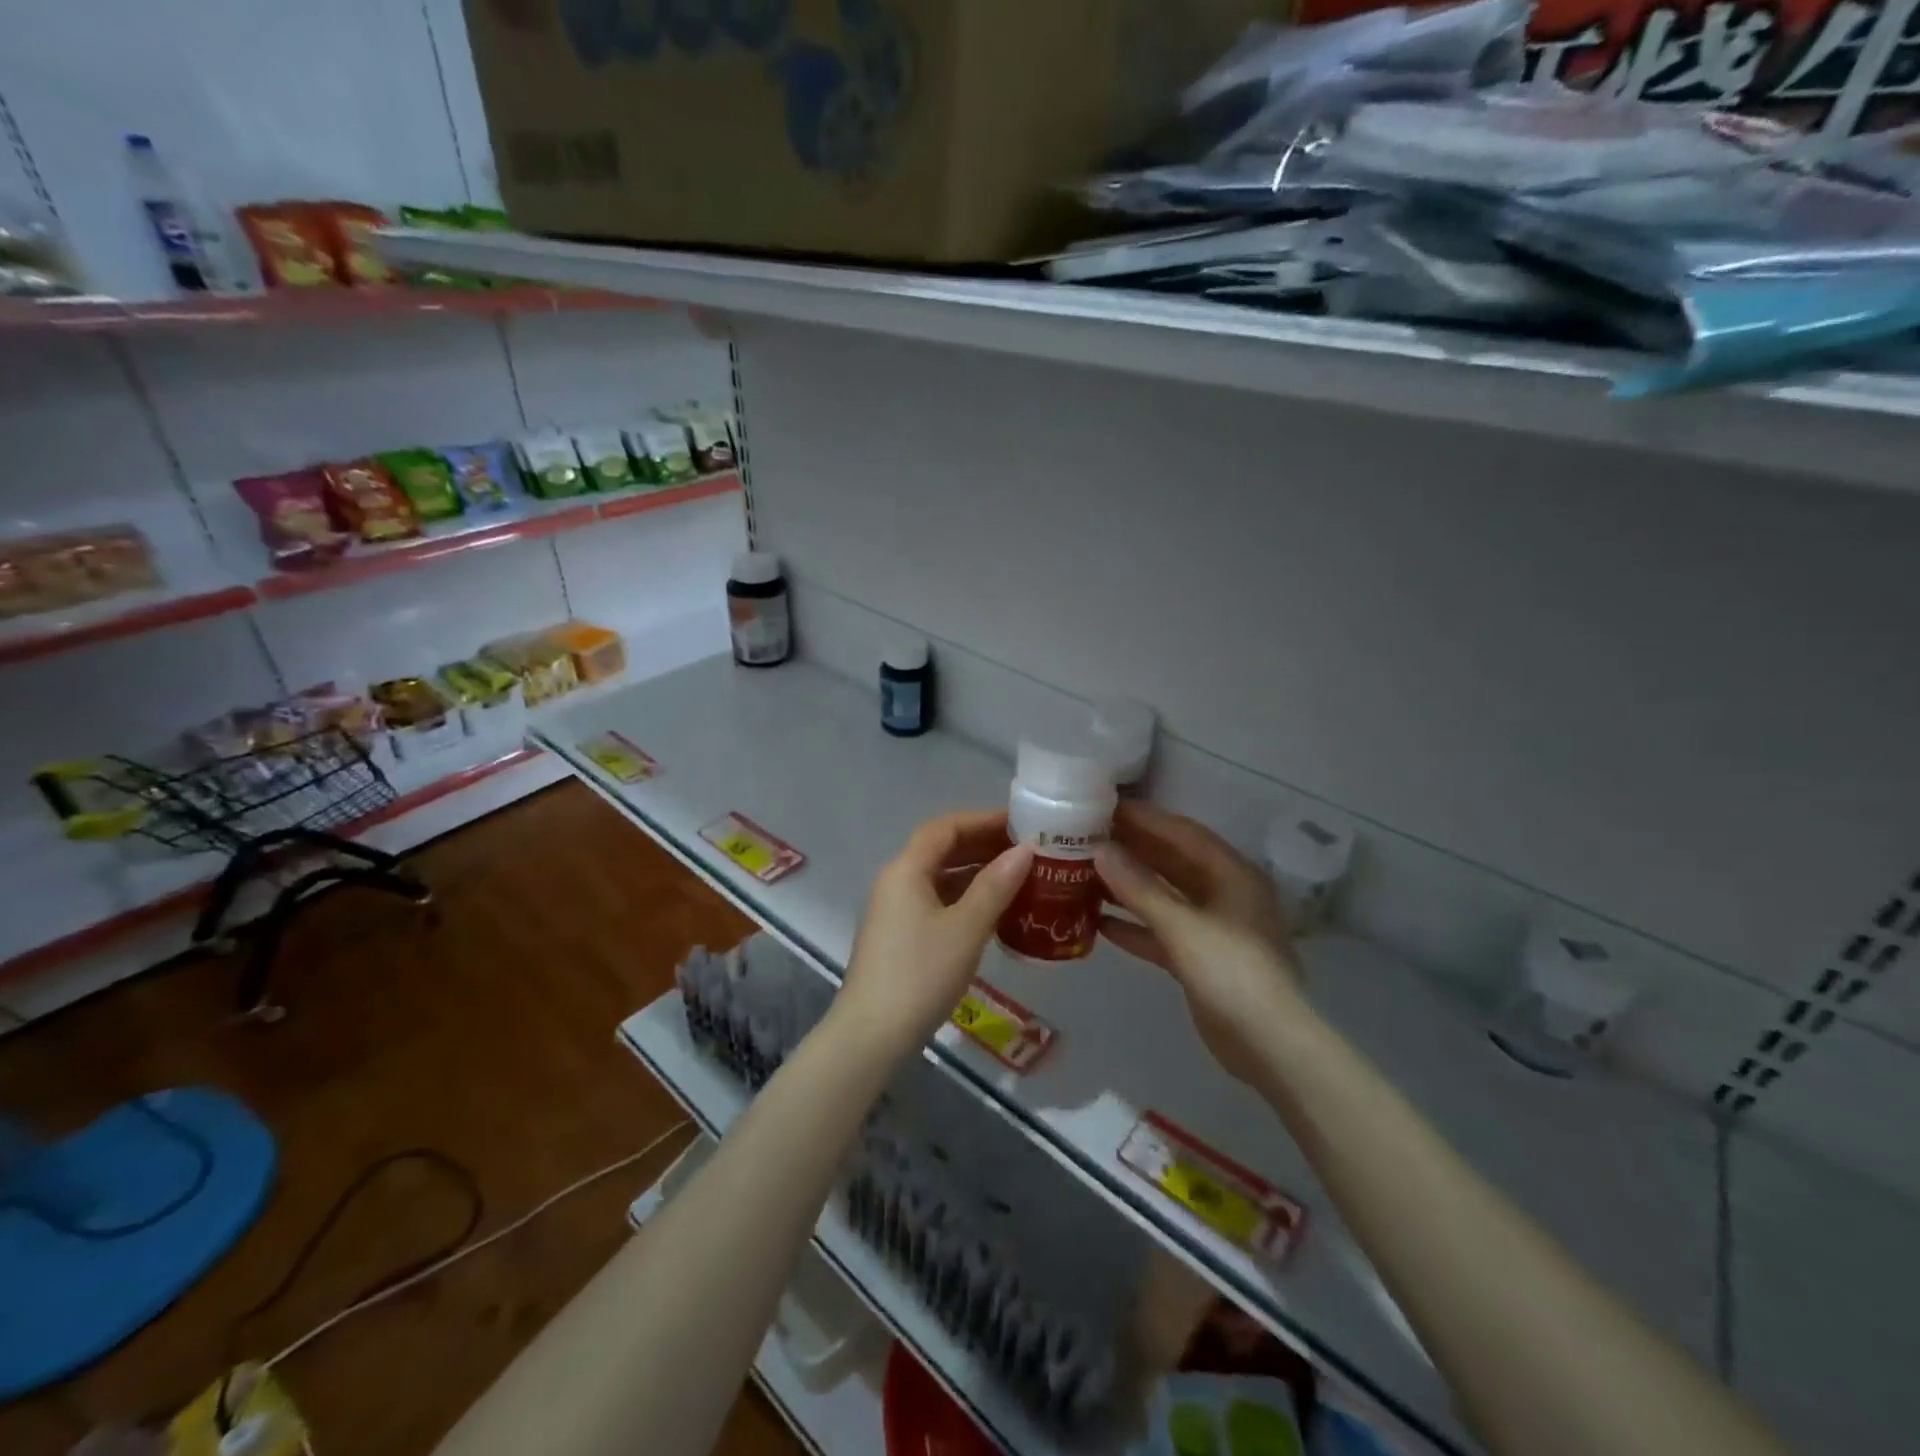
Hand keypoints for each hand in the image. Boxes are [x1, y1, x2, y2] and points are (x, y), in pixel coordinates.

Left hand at [835, 810, 1030, 1052]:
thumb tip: (1025, 849)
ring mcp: (894, 910)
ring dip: (975, 873)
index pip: (945, 828)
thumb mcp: (966, 928)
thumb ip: (996, 885)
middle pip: (940, 849)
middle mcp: (896, 881)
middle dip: (982, 845)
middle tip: (1026, 850)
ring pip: (939, 877)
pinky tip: (992, 911)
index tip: (1020, 823)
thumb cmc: (921, 973)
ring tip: (1017, 877)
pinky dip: (964, 898)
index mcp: (906, 870)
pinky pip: (936, 901)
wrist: (872, 1034)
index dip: (982, 820)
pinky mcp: (899, 936)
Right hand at [1095, 801, 1308, 1086]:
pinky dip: (1135, 926)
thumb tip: (1100, 850)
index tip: (1104, 806)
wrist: (1270, 1046)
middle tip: (1087, 837)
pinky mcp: (1200, 959)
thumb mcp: (1182, 925)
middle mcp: (1224, 894)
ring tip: (1085, 874)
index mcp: (1231, 874)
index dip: (1145, 818)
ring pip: (1165, 897)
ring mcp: (1213, 928)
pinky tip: (1099, 923)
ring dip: (1129, 887)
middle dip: (1132, 850)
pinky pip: (1162, 932)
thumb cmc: (1232, 972)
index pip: (1182, 833)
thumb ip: (1139, 887)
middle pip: (1172, 862)